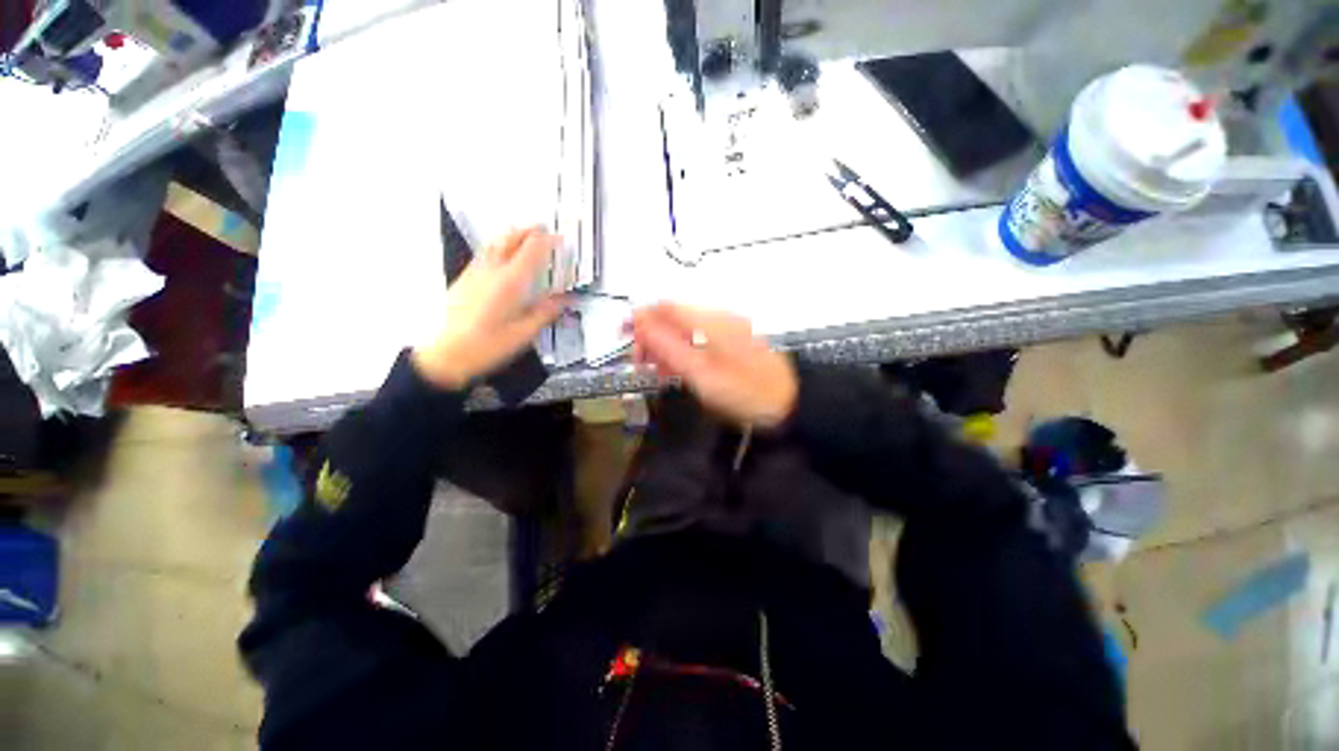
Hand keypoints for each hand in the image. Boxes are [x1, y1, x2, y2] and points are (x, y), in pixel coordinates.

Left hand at [412, 227, 564, 389]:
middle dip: (529, 231)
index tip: (560, 238)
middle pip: (510, 239)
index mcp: (510, 282)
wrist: (444, 355)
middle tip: (543, 228)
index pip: (532, 250)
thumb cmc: (487, 346)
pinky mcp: (464, 279)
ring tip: (524, 235)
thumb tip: (566, 299)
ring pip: (494, 243)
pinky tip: (502, 255)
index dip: (547, 241)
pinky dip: (498, 246)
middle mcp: (491, 270)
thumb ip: (546, 312)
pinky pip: (484, 253)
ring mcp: (474, 273)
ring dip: (512, 235)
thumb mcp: (524, 333)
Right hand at [631, 303, 797, 428]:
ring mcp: (728, 328)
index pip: (666, 307)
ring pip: (685, 328)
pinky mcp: (733, 341)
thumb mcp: (702, 375)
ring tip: (655, 370)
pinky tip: (677, 368)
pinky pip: (699, 338)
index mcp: (711, 321)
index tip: (621, 336)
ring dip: (666, 344)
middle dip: (651, 334)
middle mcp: (719, 318)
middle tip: (638, 362)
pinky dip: (683, 350)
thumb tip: (642, 324)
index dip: (640, 317)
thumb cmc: (745, 393)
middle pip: (674, 316)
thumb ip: (669, 348)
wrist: (790, 405)